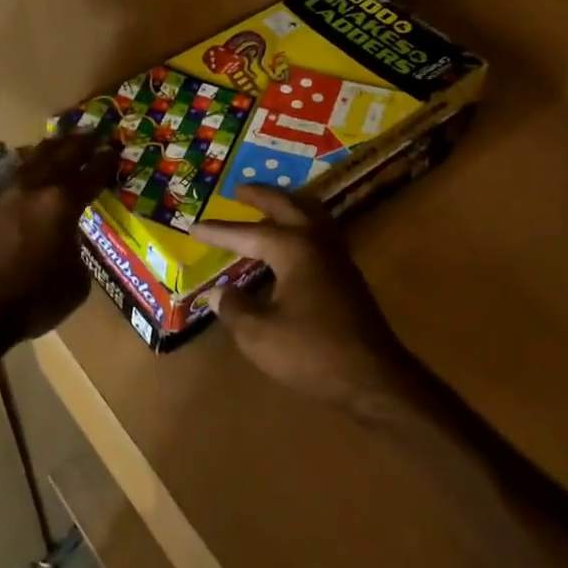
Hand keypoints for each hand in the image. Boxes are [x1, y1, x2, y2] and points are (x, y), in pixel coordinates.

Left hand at [0, 131, 116, 344]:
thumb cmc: (31, 300)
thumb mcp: (74, 283)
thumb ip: (76, 253)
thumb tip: (68, 243)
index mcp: (61, 205)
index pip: (90, 175)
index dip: (104, 162)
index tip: (113, 150)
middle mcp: (32, 191)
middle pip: (59, 156)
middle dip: (78, 143)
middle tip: (91, 132)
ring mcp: (2, 196)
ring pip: (29, 162)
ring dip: (47, 150)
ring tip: (56, 142)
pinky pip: (6, 184)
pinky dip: (22, 177)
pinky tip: (23, 179)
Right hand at [191, 186, 418, 414]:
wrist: (373, 378)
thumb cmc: (312, 352)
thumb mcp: (259, 334)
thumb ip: (234, 308)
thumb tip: (217, 293)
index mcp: (293, 248)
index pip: (248, 233)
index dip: (219, 232)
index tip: (194, 227)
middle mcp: (317, 242)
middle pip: (287, 206)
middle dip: (261, 196)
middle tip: (239, 189)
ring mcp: (337, 257)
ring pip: (311, 215)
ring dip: (287, 205)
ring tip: (268, 205)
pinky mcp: (347, 276)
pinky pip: (320, 233)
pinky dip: (301, 225)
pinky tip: (293, 242)